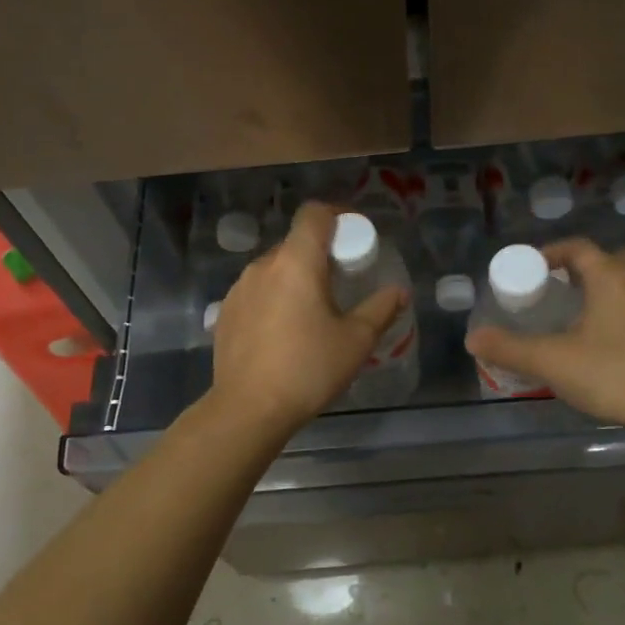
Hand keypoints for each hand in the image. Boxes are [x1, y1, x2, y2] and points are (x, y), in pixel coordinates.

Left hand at [208, 202, 406, 435]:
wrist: (248, 410)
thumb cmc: (308, 369)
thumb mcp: (355, 341)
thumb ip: (380, 309)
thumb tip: (399, 292)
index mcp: (296, 262)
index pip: (314, 214)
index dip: (337, 215)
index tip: (355, 237)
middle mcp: (263, 266)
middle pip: (295, 242)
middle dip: (321, 252)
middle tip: (342, 280)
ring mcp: (239, 288)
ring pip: (274, 268)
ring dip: (296, 276)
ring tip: (313, 309)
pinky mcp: (226, 312)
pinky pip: (257, 291)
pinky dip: (275, 297)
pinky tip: (284, 330)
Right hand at [464, 240, 624, 440]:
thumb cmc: (616, 375)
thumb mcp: (554, 363)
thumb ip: (510, 349)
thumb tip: (473, 339)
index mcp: (611, 277)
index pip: (578, 248)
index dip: (553, 252)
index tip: (536, 267)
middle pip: (620, 256)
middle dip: (596, 265)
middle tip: (575, 288)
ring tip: (604, 314)